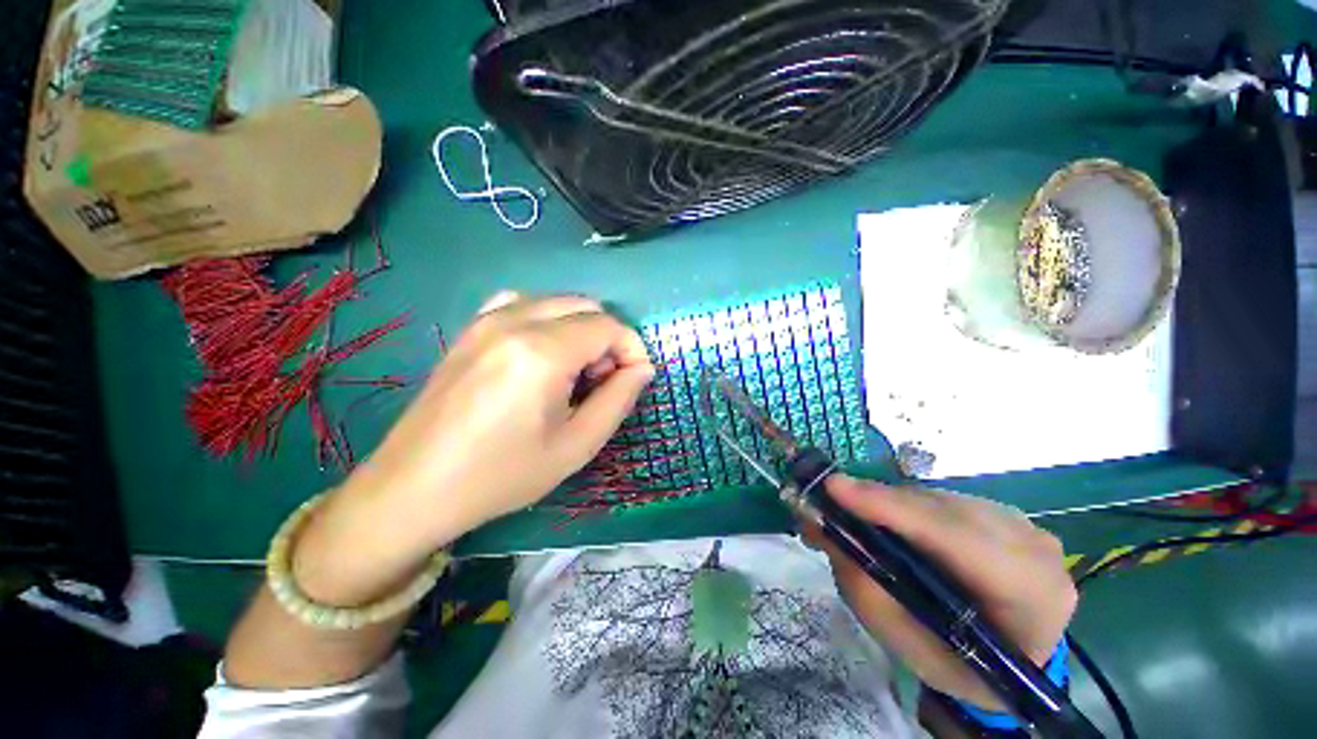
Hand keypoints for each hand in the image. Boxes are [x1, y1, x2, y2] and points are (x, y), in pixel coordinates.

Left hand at [293, 292, 653, 604]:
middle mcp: (514, 321)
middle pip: (585, 306)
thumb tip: (641, 368)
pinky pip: (522, 303)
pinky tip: (540, 353)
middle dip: (607, 338)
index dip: (631, 349)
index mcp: (542, 352)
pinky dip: (547, 319)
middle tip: (601, 381)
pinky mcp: (470, 328)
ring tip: (571, 371)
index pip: (608, 326)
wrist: (415, 487)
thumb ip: (618, 399)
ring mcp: (486, 320)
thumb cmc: (502, 475)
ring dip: (579, 328)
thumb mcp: (576, 446)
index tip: (632, 379)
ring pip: (557, 302)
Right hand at [808, 475, 1075, 710]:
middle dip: (876, 503)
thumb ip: (866, 590)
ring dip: (885, 503)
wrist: (1012, 654)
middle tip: (822, 500)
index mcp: (1030, 598)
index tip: (833, 487)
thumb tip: (821, 528)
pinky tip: (880, 518)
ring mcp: (1022, 524)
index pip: (958, 540)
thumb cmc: (960, 664)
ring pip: (936, 499)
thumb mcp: (909, 646)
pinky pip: (940, 499)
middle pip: (941, 511)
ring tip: (845, 511)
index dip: (892, 509)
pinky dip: (901, 505)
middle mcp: (1034, 549)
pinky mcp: (1002, 511)